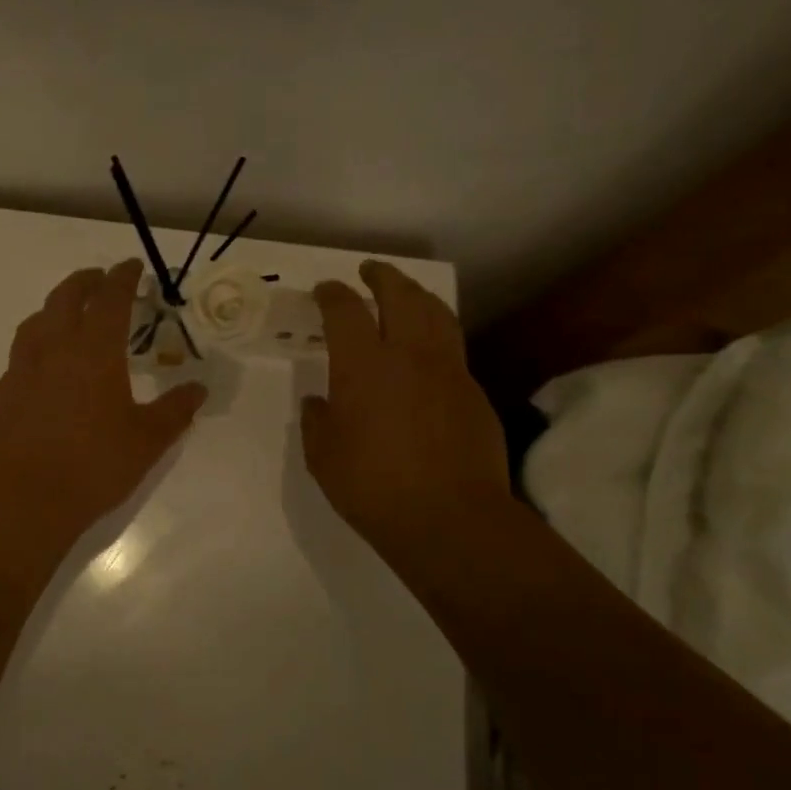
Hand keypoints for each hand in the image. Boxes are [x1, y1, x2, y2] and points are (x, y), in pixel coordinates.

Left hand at [0, 260, 206, 541]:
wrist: (25, 499)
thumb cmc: (94, 465)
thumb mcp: (148, 440)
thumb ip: (175, 410)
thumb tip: (199, 389)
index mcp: (94, 351)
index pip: (111, 298)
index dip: (123, 277)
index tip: (132, 265)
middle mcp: (54, 349)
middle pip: (66, 298)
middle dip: (86, 281)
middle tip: (100, 279)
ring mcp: (22, 370)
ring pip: (36, 321)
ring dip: (55, 308)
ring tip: (67, 314)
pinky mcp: (2, 394)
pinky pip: (20, 356)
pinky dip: (36, 346)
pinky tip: (43, 368)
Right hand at [301, 260, 508, 557]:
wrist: (449, 518)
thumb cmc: (373, 487)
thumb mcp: (323, 457)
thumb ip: (316, 422)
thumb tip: (318, 403)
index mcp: (363, 366)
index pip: (345, 311)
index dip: (332, 294)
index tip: (324, 290)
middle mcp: (408, 354)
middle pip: (400, 295)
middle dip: (382, 276)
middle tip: (369, 271)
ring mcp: (448, 370)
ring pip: (436, 313)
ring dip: (416, 295)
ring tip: (405, 294)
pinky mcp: (474, 391)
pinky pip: (453, 347)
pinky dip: (437, 333)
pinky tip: (428, 350)